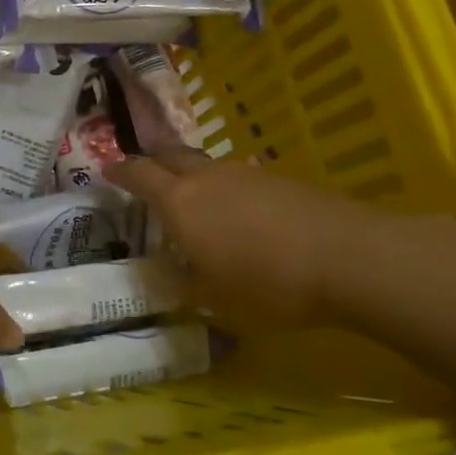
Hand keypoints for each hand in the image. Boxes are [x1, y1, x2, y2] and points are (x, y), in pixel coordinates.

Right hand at [106, 151, 380, 330]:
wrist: (349, 259)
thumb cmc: (267, 283)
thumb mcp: (214, 298)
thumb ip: (184, 282)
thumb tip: (169, 272)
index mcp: (180, 201)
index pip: (139, 174)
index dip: (119, 171)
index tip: (106, 170)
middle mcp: (208, 178)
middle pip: (171, 156)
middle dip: (153, 162)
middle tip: (144, 174)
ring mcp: (247, 174)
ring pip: (208, 167)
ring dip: (193, 177)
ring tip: (194, 199)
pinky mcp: (281, 181)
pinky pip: (240, 179)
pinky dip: (228, 190)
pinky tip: (240, 215)